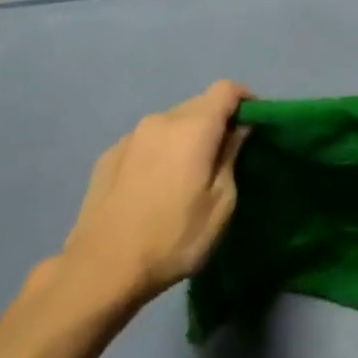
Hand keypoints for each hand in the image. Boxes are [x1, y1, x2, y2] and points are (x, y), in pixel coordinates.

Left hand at [59, 81, 250, 302]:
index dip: (245, 99)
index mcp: (193, 127)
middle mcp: (160, 120)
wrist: (102, 268)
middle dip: (217, 122)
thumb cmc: (174, 238)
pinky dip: (160, 152)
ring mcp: (130, 137)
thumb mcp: (220, 204)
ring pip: (170, 124)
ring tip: (189, 175)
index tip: (255, 123)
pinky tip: (156, 187)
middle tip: (226, 157)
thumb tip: (239, 130)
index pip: (226, 89)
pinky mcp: (109, 155)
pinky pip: (146, 142)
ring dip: (187, 138)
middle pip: (198, 105)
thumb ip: (232, 157)